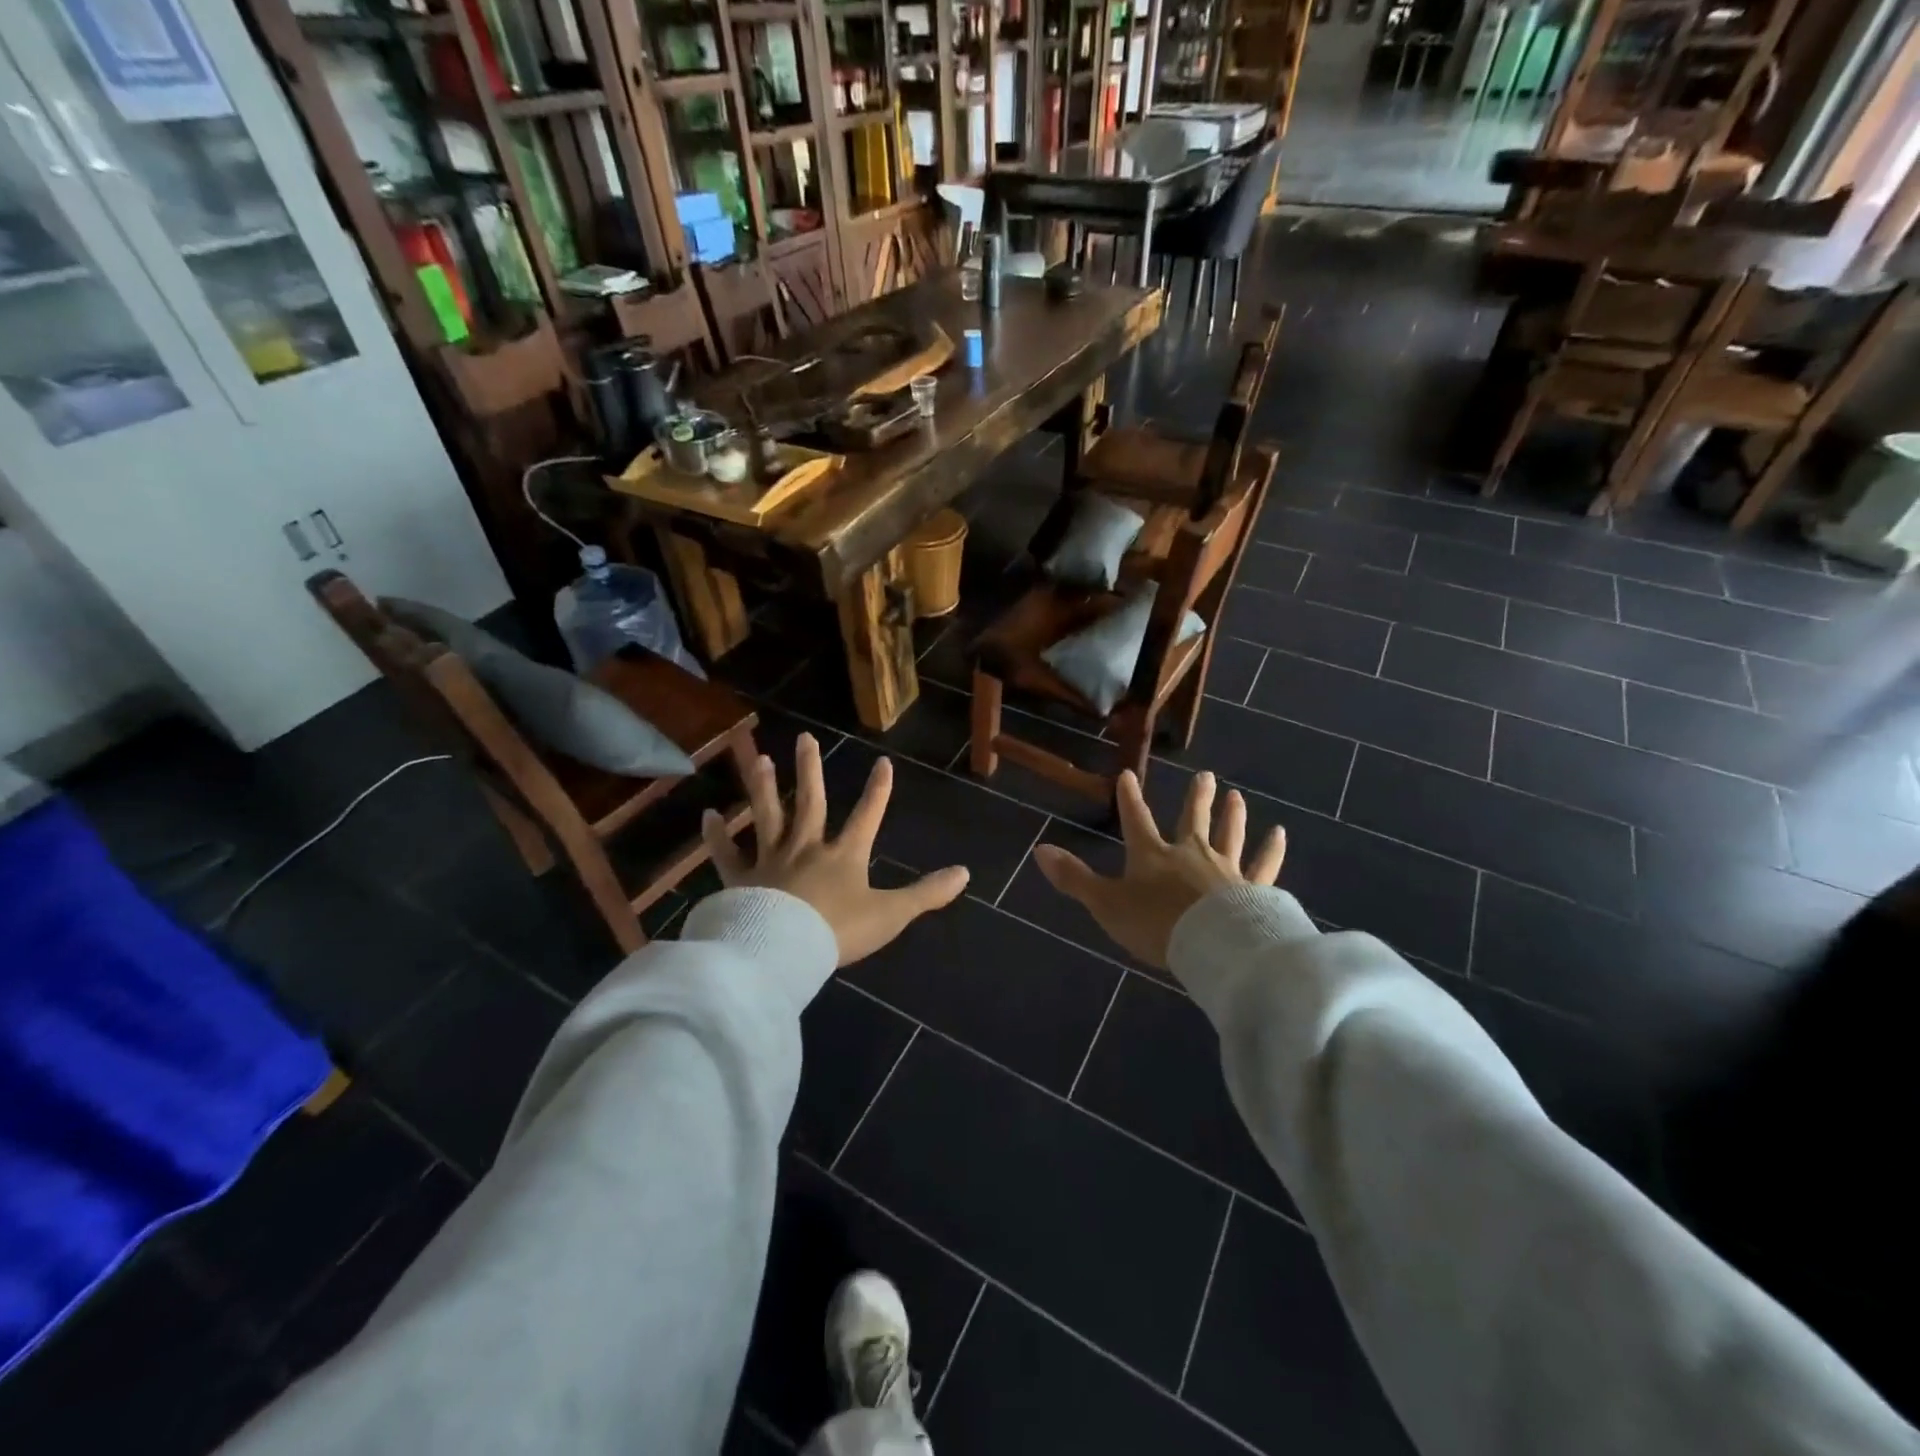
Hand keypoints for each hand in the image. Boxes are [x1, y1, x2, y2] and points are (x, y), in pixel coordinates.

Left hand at [701, 733, 968, 965]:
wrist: (782, 951)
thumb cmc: (838, 931)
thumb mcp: (891, 914)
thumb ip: (926, 894)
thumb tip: (965, 873)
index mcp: (843, 855)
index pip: (867, 815)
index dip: (878, 790)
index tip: (883, 762)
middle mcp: (806, 848)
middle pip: (810, 802)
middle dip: (810, 770)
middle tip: (804, 737)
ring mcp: (770, 860)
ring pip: (767, 816)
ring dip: (764, 787)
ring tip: (761, 759)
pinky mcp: (740, 879)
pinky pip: (727, 854)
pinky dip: (716, 836)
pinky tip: (707, 815)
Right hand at [1033, 770, 1284, 970]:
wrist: (1212, 946)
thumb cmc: (1155, 925)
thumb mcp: (1106, 904)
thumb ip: (1074, 878)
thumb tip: (1039, 849)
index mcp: (1152, 855)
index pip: (1136, 820)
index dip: (1130, 799)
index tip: (1127, 775)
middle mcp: (1190, 853)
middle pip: (1192, 819)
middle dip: (1196, 797)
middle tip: (1205, 775)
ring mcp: (1225, 868)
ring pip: (1229, 834)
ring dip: (1232, 814)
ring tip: (1236, 795)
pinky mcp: (1253, 888)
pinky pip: (1264, 865)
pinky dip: (1271, 850)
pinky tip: (1279, 834)